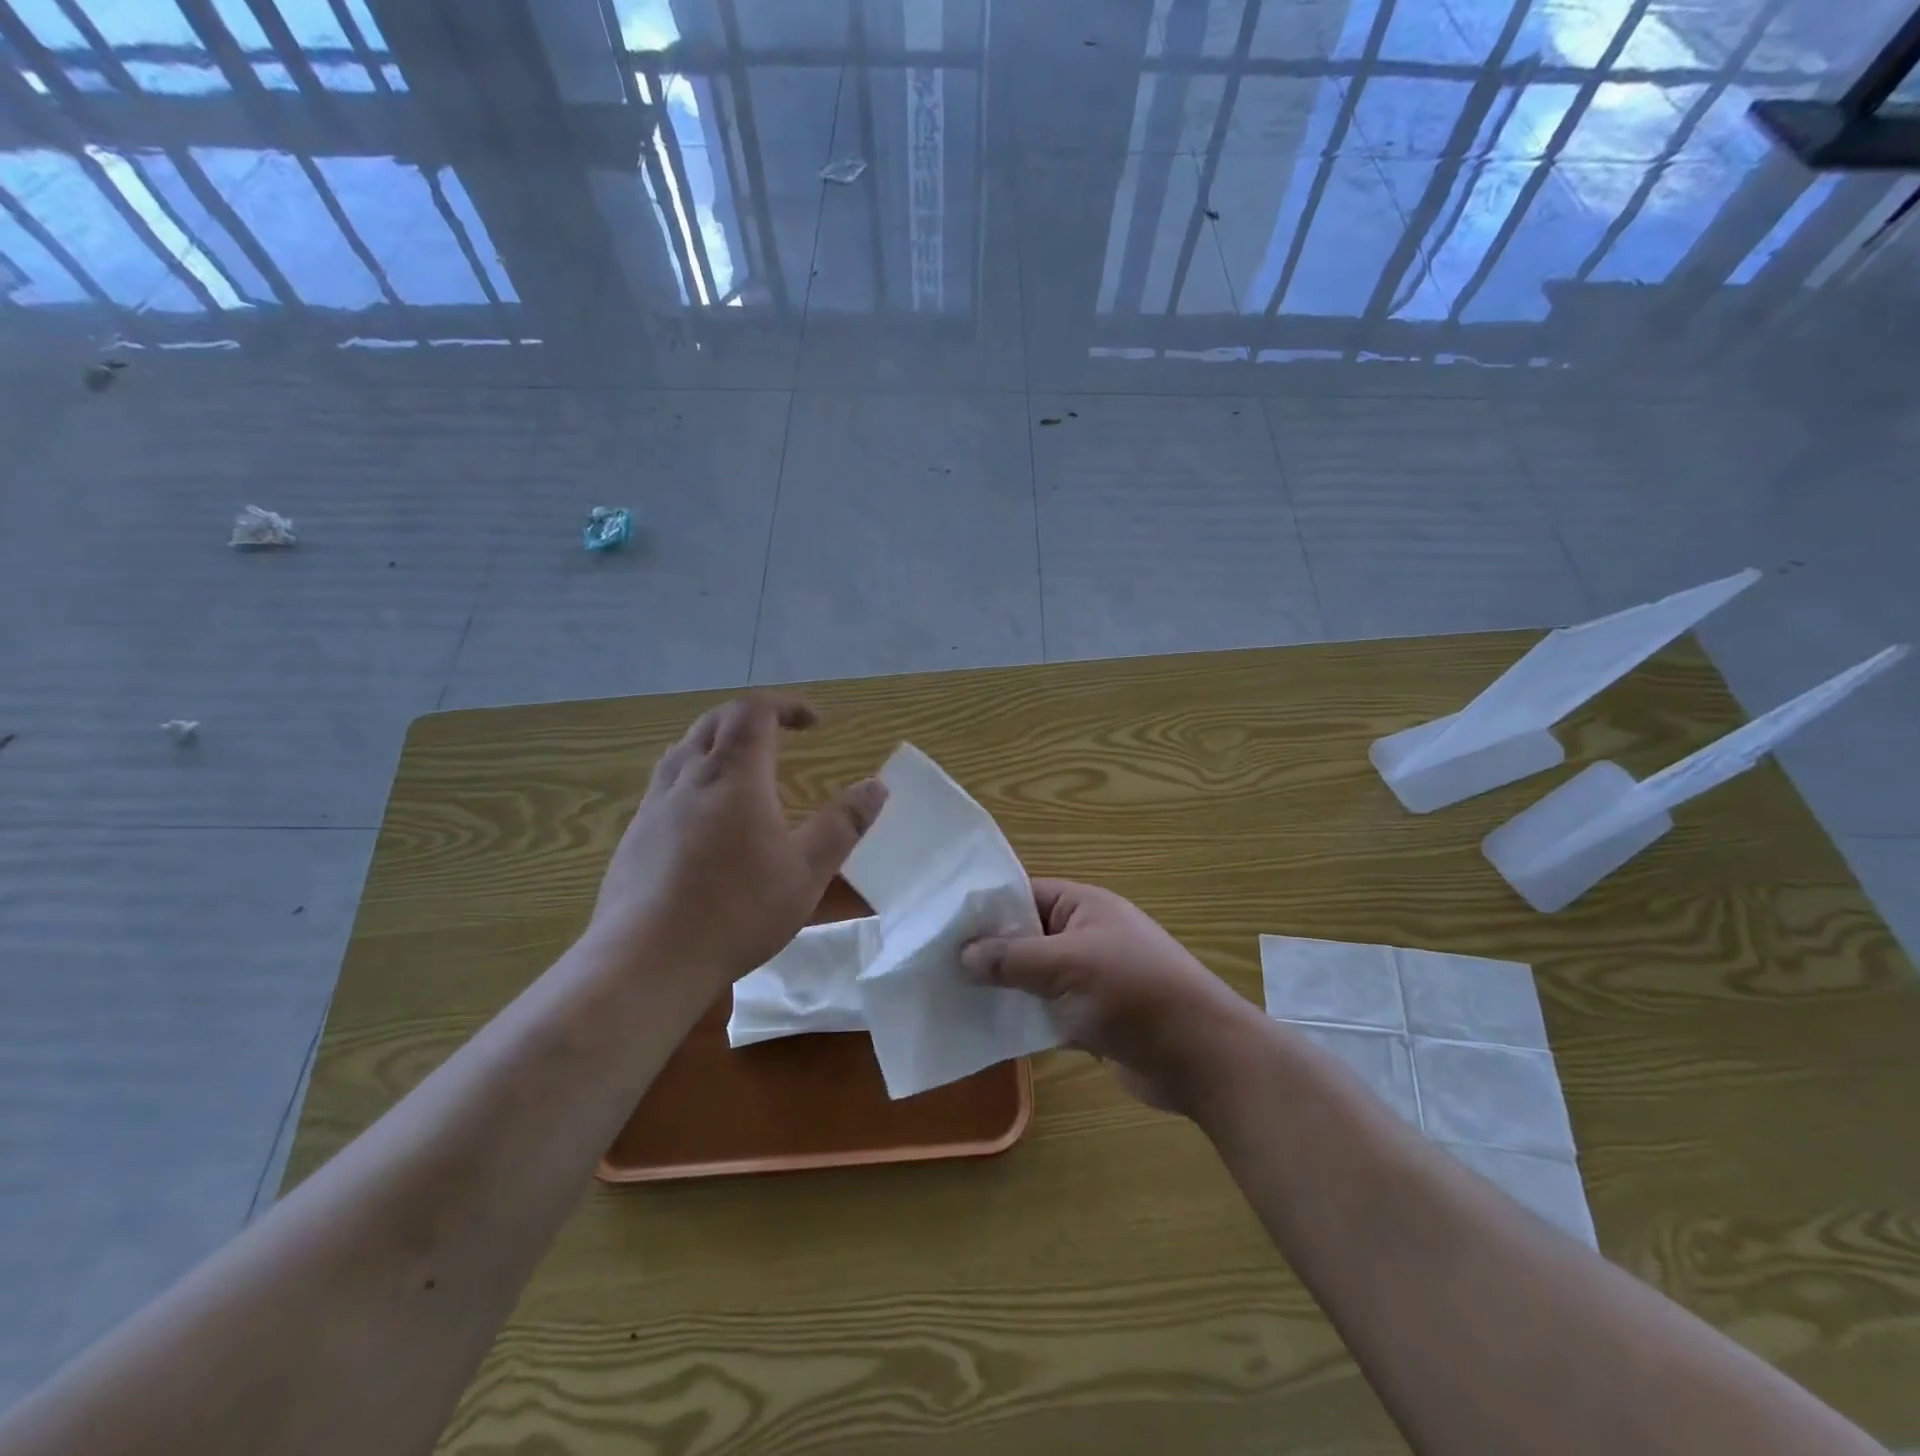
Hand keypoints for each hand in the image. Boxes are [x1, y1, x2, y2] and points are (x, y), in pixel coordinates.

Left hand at [587, 694, 886, 988]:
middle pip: (715, 721)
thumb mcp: (807, 871)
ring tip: (744, 767)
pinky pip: (665, 783)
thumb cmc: (737, 911)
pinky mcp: (634, 835)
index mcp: (733, 776)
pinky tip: (704, 816)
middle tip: (782, 736)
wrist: (646, 961)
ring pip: (684, 749)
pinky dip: (693, 776)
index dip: (786, 705)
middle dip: (752, 718)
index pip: (754, 711)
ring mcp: (654, 805)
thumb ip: (844, 824)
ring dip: (718, 742)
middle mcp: (689, 777)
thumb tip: (877, 786)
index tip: (816, 723)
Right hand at [961, 880, 1260, 1113]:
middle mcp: (1082, 935)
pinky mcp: (1087, 1018)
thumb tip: (963, 954)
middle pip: (1023, 936)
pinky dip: (1018, 1018)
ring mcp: (1086, 978)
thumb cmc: (1134, 992)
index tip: (939, 924)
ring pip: (1030, 976)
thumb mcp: (1069, 965)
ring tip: (946, 996)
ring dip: (998, 988)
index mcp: (1082, 907)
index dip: (984, 908)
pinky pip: (1043, 1010)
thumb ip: (1013, 958)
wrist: (1199, 1056)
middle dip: (984, 951)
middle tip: (933, 963)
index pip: (1022, 894)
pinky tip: (981, 1028)